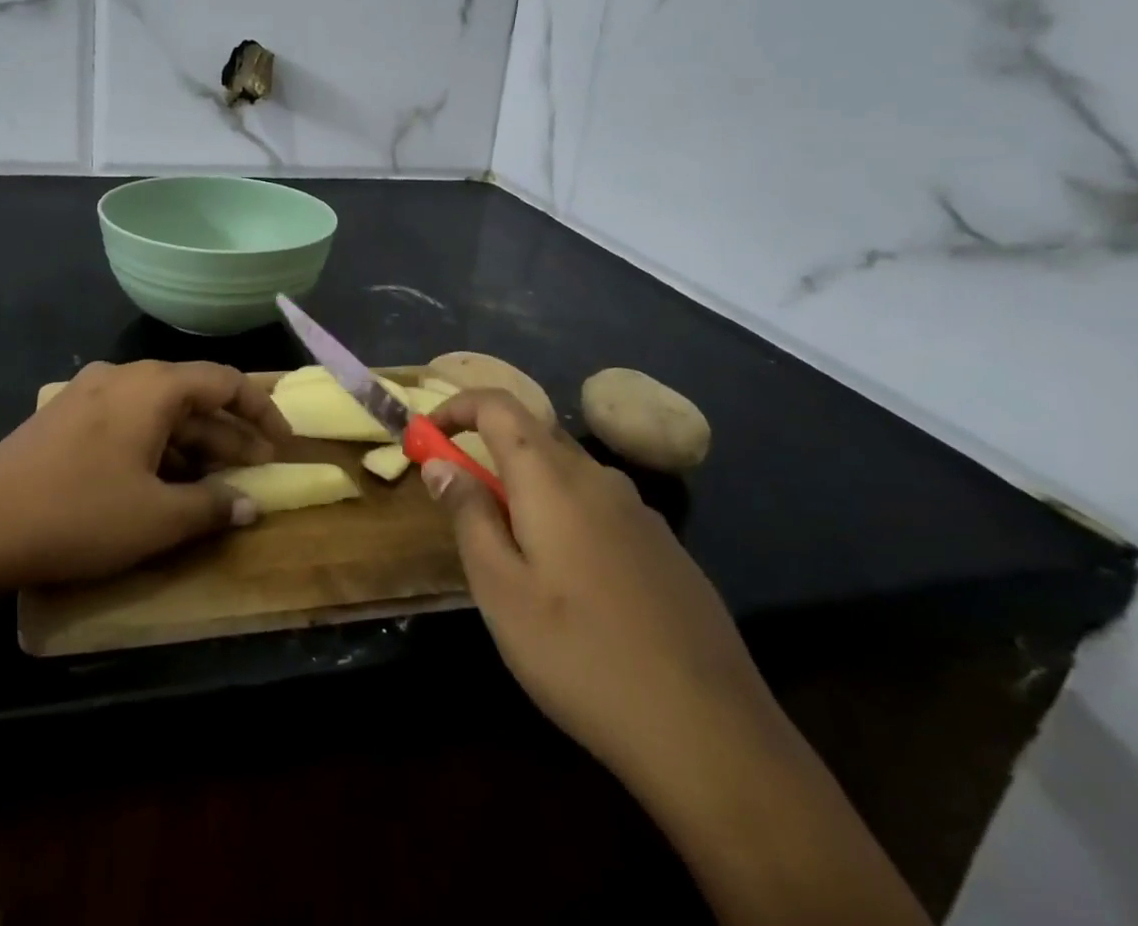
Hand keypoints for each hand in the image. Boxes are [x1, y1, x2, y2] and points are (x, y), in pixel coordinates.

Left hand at [0, 360, 288, 589]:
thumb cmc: (78, 514)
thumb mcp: (156, 519)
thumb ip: (212, 507)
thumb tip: (250, 505)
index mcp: (153, 387)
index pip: (224, 382)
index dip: (261, 410)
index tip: (283, 443)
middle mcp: (124, 377)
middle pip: (192, 396)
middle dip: (229, 433)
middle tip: (258, 469)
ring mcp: (90, 394)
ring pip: (159, 411)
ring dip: (194, 444)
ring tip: (218, 481)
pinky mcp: (66, 418)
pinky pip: (129, 422)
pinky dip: (158, 447)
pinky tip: (164, 482)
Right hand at [422, 390, 782, 789]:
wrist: (711, 733)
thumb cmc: (580, 655)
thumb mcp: (500, 590)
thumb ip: (468, 515)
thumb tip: (440, 463)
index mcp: (552, 478)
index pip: (498, 404)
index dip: (456, 407)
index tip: (426, 435)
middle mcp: (598, 478)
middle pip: (533, 433)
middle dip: (487, 448)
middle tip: (460, 497)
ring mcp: (640, 512)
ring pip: (568, 472)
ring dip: (526, 485)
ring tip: (512, 549)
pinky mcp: (666, 548)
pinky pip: (599, 505)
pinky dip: (565, 513)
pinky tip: (571, 580)